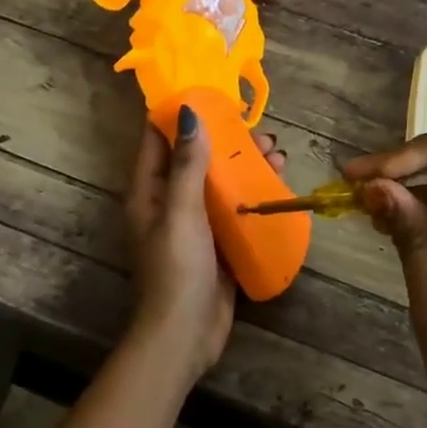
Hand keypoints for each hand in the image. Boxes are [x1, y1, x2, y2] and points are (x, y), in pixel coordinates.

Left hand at [124, 105, 285, 385]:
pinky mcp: (216, 244)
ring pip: (218, 183)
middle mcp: (168, 203)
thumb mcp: (181, 212)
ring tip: (278, 152)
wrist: (186, 335)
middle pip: (194, 160)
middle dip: (225, 140)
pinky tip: (278, 183)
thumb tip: (189, 112)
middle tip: (260, 129)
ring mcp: (193, 225)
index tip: (209, 92)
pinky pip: (233, 209)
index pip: (157, 141)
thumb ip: (186, 165)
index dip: (178, 115)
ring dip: (244, 166)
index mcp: (148, 192)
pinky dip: (252, 194)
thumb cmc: (178, 269)